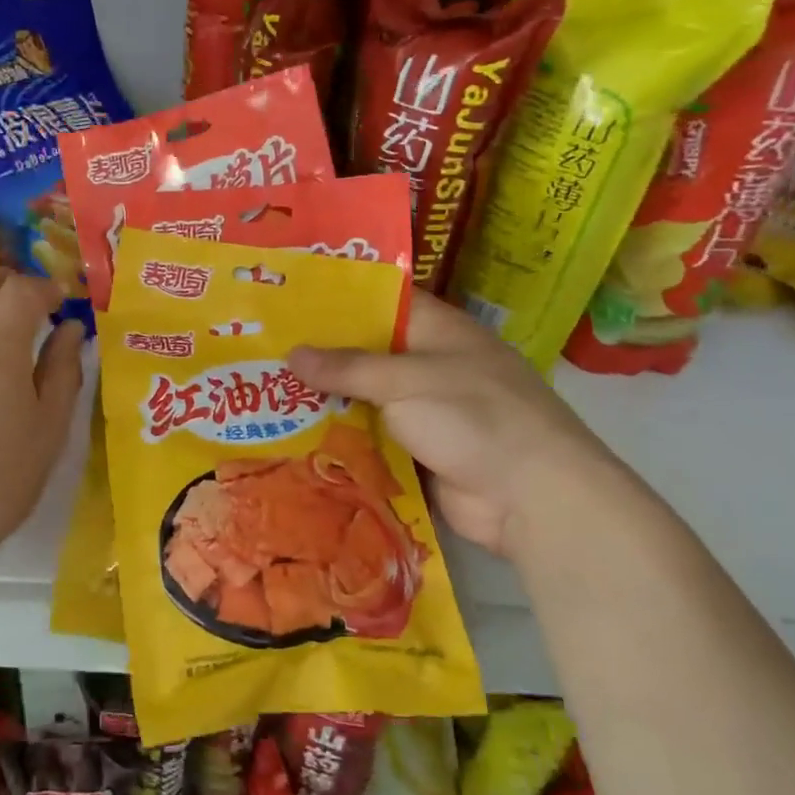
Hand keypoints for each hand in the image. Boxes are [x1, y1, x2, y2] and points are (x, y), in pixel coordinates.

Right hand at [289, 295, 627, 557]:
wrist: (531, 496)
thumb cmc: (473, 417)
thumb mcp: (406, 381)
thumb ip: (348, 368)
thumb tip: (292, 354)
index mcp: (438, 331)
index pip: (384, 300)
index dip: (339, 297)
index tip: (291, 299)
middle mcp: (430, 366)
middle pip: (368, 353)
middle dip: (322, 355)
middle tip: (263, 350)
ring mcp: (426, 412)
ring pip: (366, 399)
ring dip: (327, 402)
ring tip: (267, 393)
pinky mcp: (419, 452)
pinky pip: (373, 439)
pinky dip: (343, 439)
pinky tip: (297, 438)